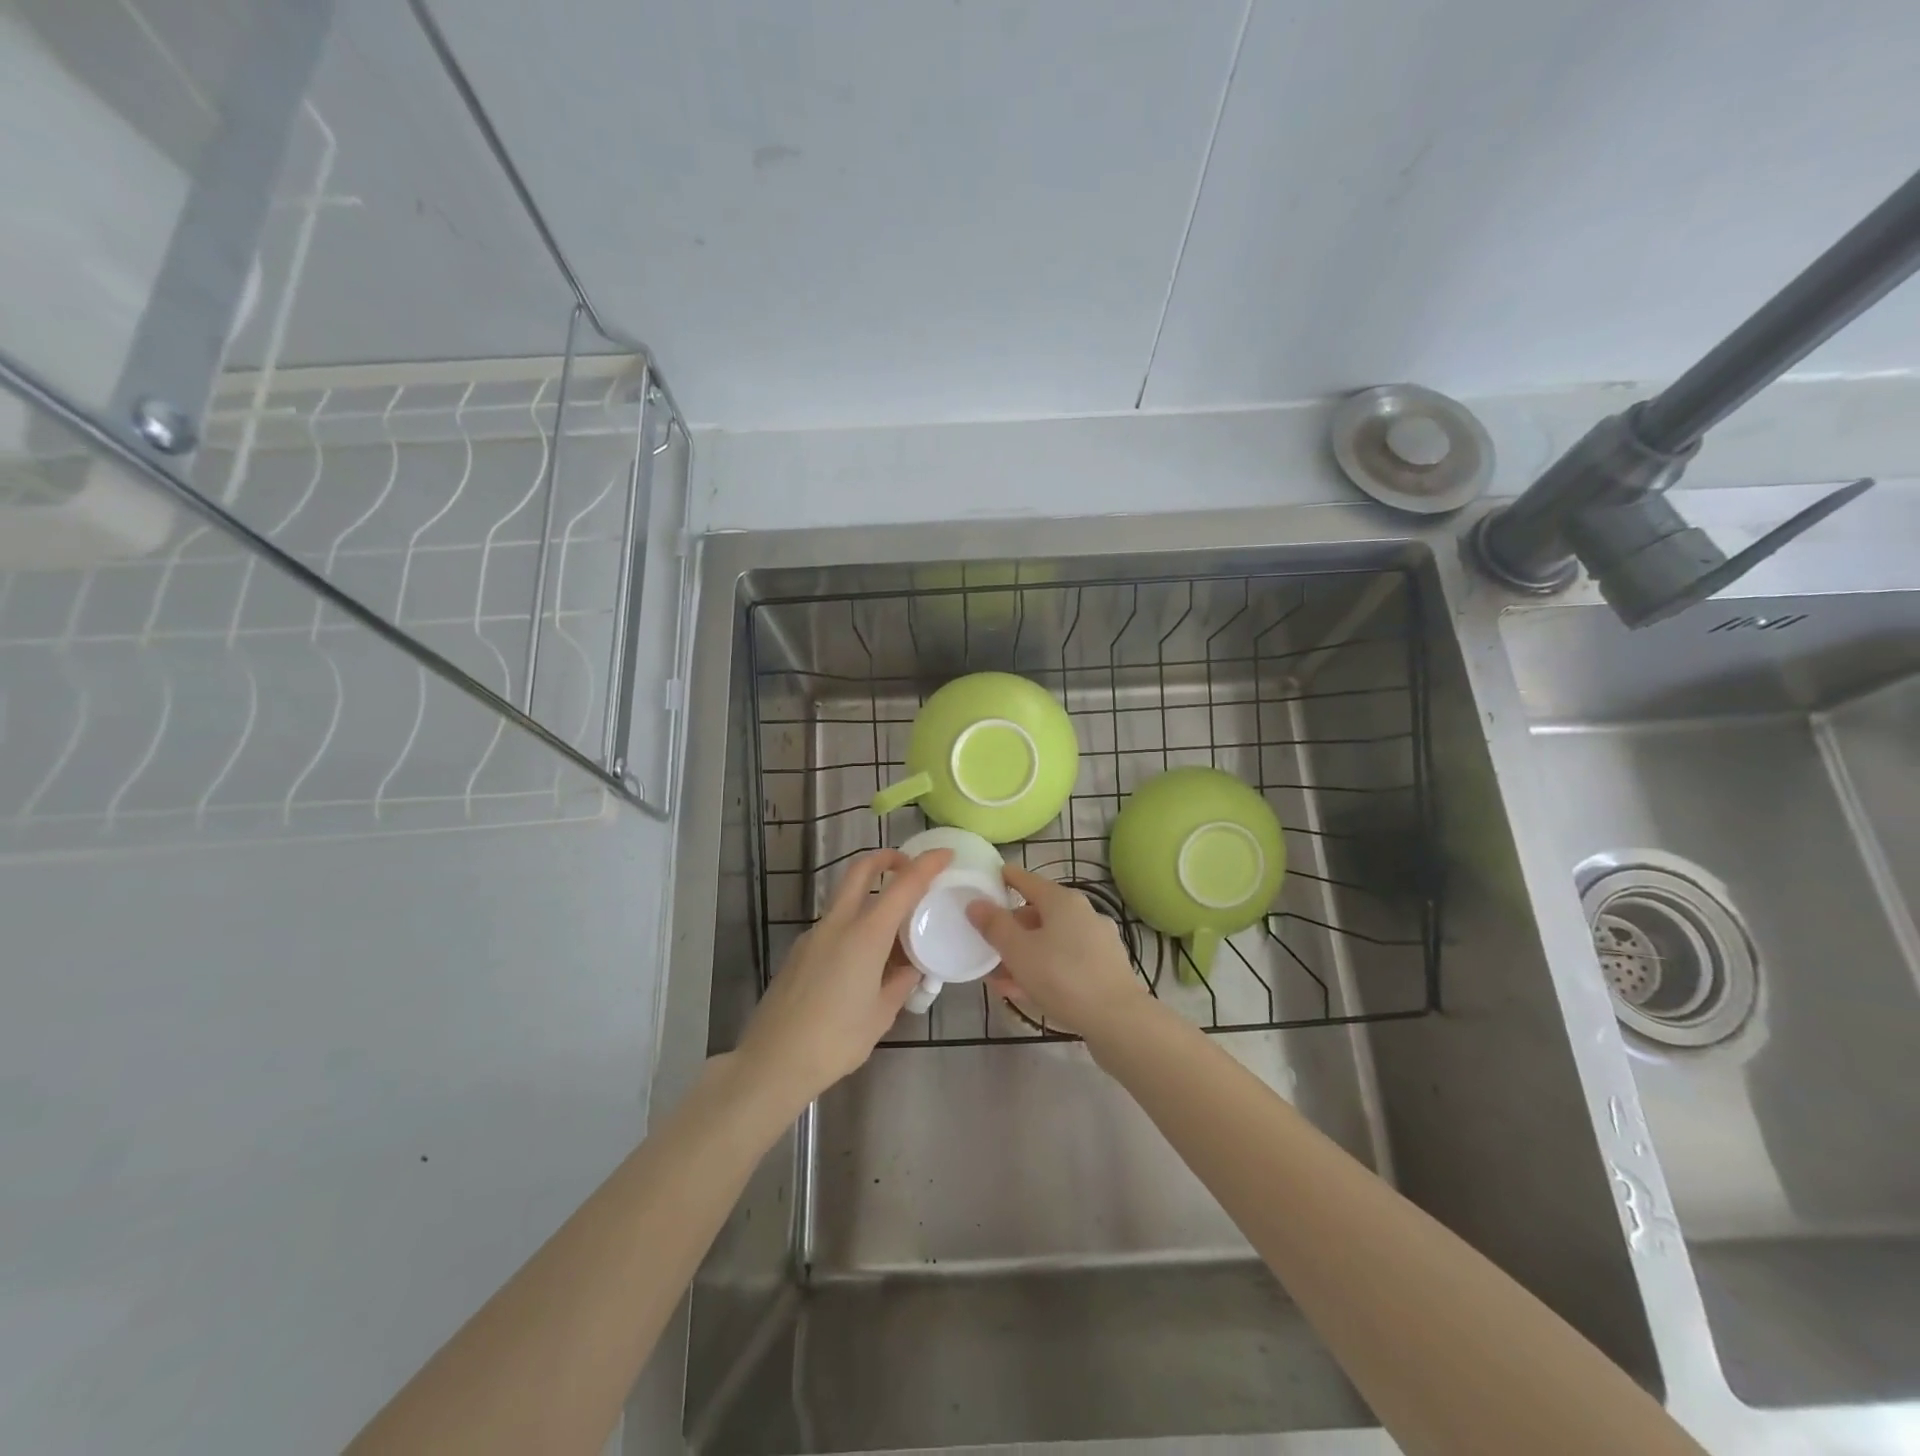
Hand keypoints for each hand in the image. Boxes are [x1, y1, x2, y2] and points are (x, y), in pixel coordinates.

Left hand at [735, 847, 952, 1108]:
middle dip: (886, 858)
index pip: (902, 885)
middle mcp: (837, 924)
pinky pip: (833, 924)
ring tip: (894, 928)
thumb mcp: (881, 1014)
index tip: (945, 855)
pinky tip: (864, 960)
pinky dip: (854, 924)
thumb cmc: (836, 1040)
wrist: (772, 1062)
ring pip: (845, 897)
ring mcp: (813, 936)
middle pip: (860, 870)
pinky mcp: (799, 952)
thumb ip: (900, 983)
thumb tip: (911, 968)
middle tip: (909, 866)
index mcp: (865, 935)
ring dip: (870, 895)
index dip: (926, 865)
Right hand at [966, 864, 1150, 1040]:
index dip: (1005, 878)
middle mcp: (1083, 913)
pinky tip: (1026, 992)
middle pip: (1038, 913)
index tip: (988, 879)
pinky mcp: (1104, 968)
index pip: (1026, 880)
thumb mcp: (1018, 951)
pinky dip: (1044, 969)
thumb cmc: (1062, 977)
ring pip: (1050, 941)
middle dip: (1011, 929)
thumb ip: (994, 925)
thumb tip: (976, 903)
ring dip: (1024, 955)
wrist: (1119, 1020)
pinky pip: (1065, 961)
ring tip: (1000, 978)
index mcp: (1062, 901)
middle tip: (987, 945)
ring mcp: (1097, 941)